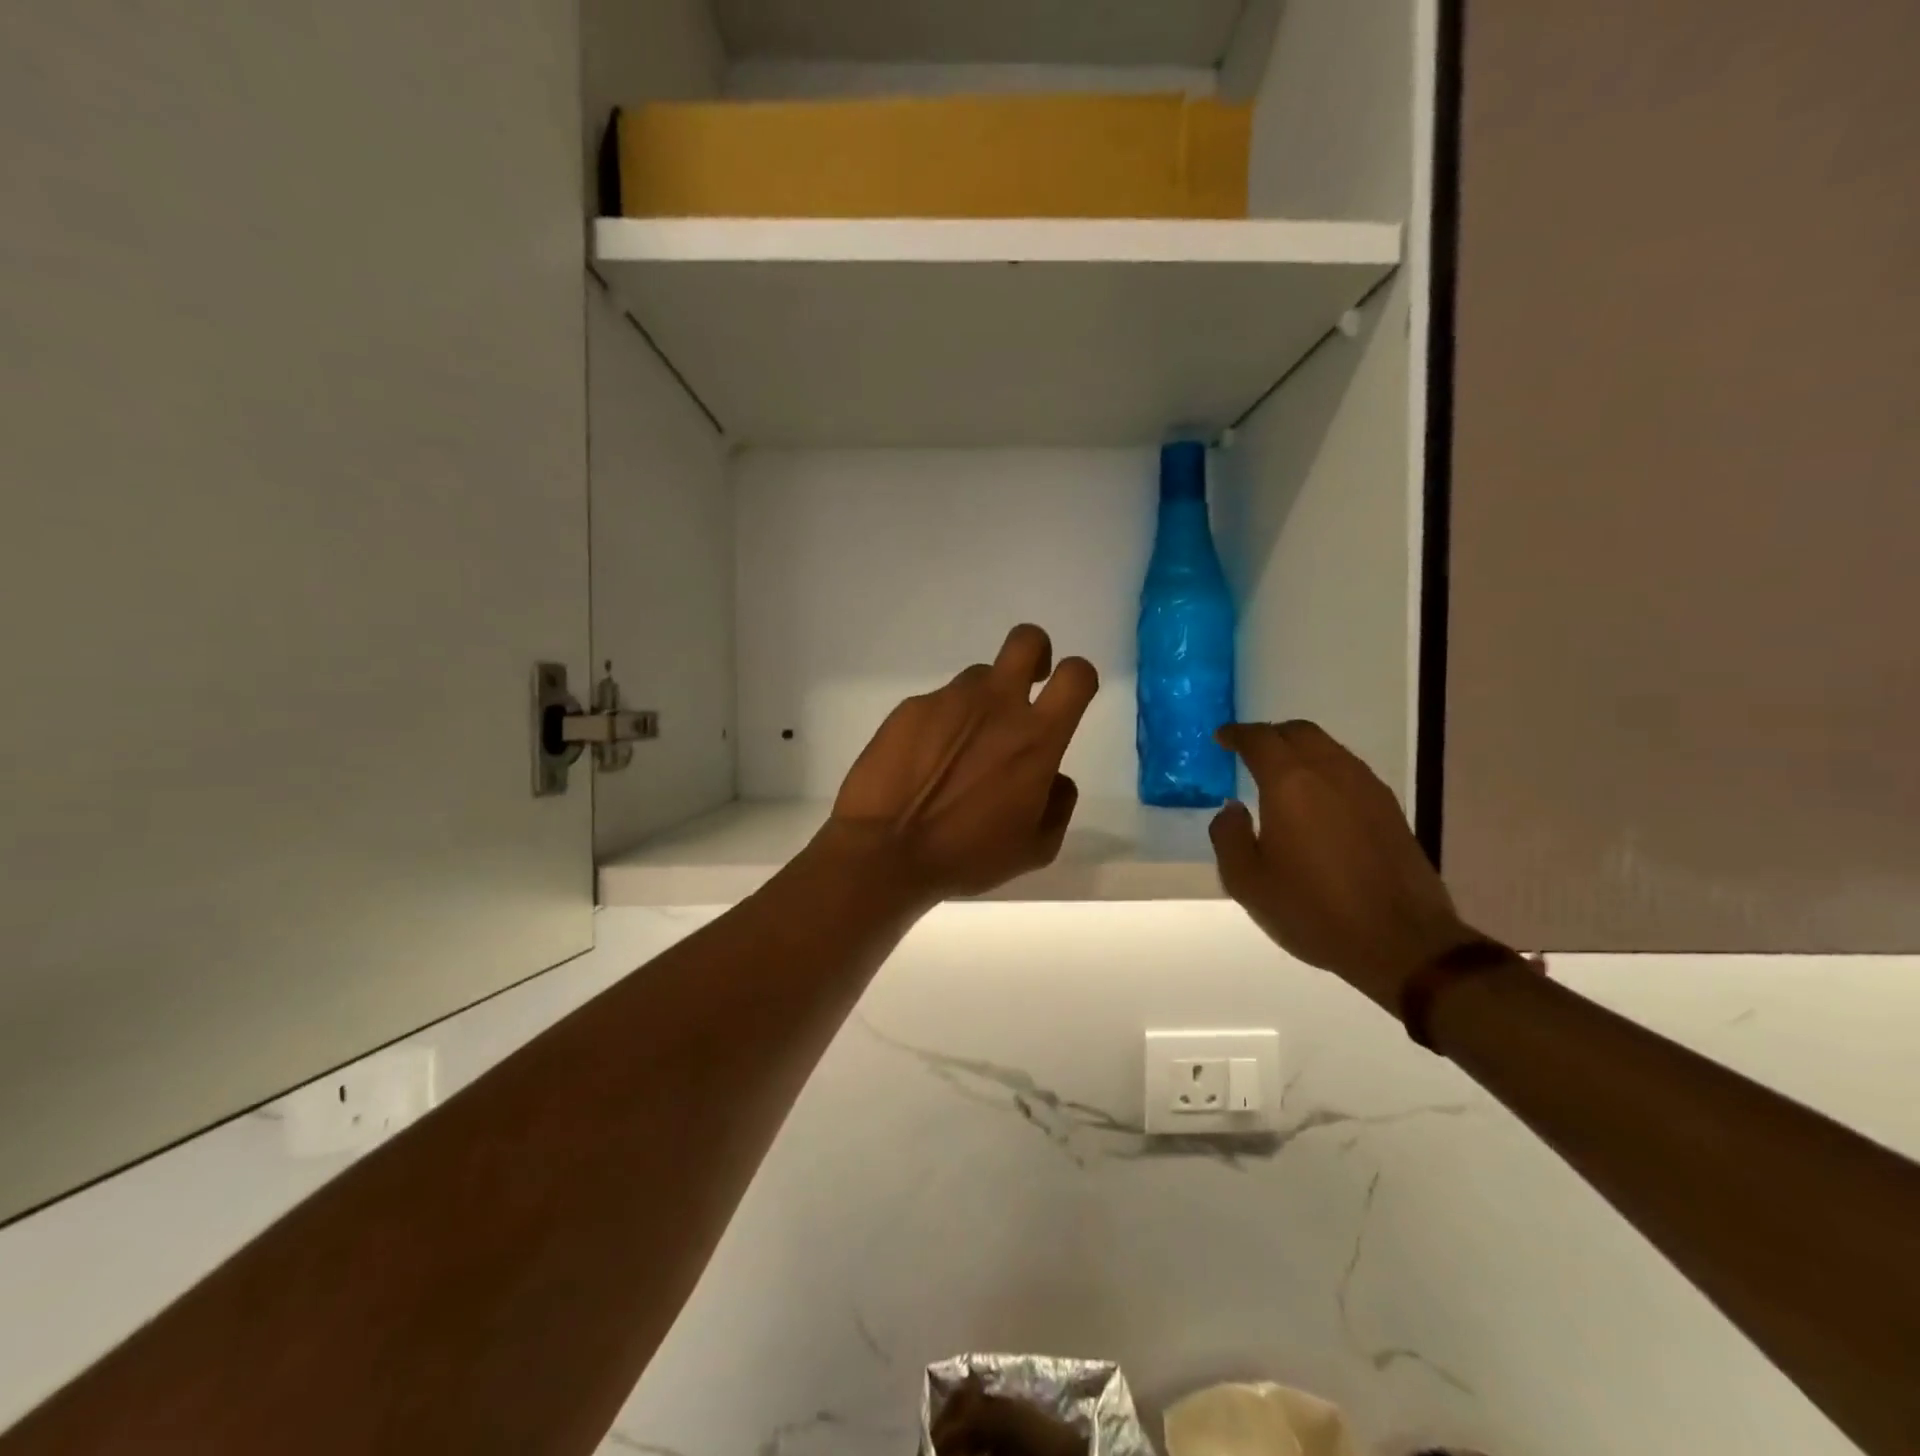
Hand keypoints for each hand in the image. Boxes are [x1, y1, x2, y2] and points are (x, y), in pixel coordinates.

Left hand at [829, 624, 1099, 902]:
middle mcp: (995, 704)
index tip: (1067, 696)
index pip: (1076, 675)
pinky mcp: (909, 708)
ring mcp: (948, 700)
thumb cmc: (967, 856)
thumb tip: (1056, 778)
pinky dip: (938, 725)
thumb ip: (1058, 805)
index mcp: (1035, 737)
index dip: (1079, 677)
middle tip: (1027, 686)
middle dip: (1036, 653)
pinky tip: (922, 764)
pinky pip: (936, 704)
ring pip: (977, 679)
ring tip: (959, 751)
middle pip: (1027, 640)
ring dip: (980, 703)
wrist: (885, 851)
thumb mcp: (1034, 848)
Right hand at [1209, 721, 1479, 1008]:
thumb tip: (1233, 809)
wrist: (1401, 942)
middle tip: (1249, 752)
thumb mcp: (1248, 882)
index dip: (1237, 734)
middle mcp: (1331, 772)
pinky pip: (1348, 770)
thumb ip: (1228, 837)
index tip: (1221, 739)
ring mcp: (1366, 788)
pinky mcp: (1389, 808)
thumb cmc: (1314, 910)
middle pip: (1299, 732)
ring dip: (1300, 750)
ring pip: (1328, 748)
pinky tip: (1316, 800)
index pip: (1260, 739)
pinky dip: (1324, 770)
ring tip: (1281, 775)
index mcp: (1291, 784)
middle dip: (1270, 735)